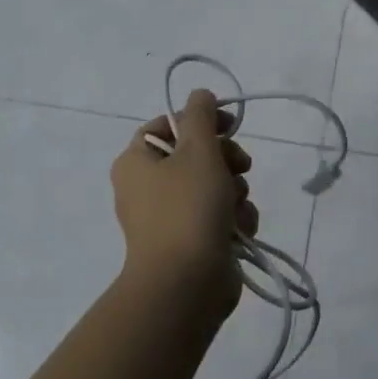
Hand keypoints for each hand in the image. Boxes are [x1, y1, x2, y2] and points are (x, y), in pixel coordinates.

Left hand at [112, 88, 258, 316]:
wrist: (186, 283)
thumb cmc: (188, 208)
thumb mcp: (198, 151)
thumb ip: (201, 116)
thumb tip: (200, 95)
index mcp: (136, 161)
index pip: (168, 125)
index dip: (201, 121)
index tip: (230, 125)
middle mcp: (147, 188)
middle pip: (195, 156)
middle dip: (225, 161)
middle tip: (241, 166)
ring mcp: (169, 219)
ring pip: (213, 188)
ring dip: (234, 192)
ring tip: (236, 208)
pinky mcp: (191, 243)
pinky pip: (217, 218)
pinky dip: (233, 220)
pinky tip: (240, 230)